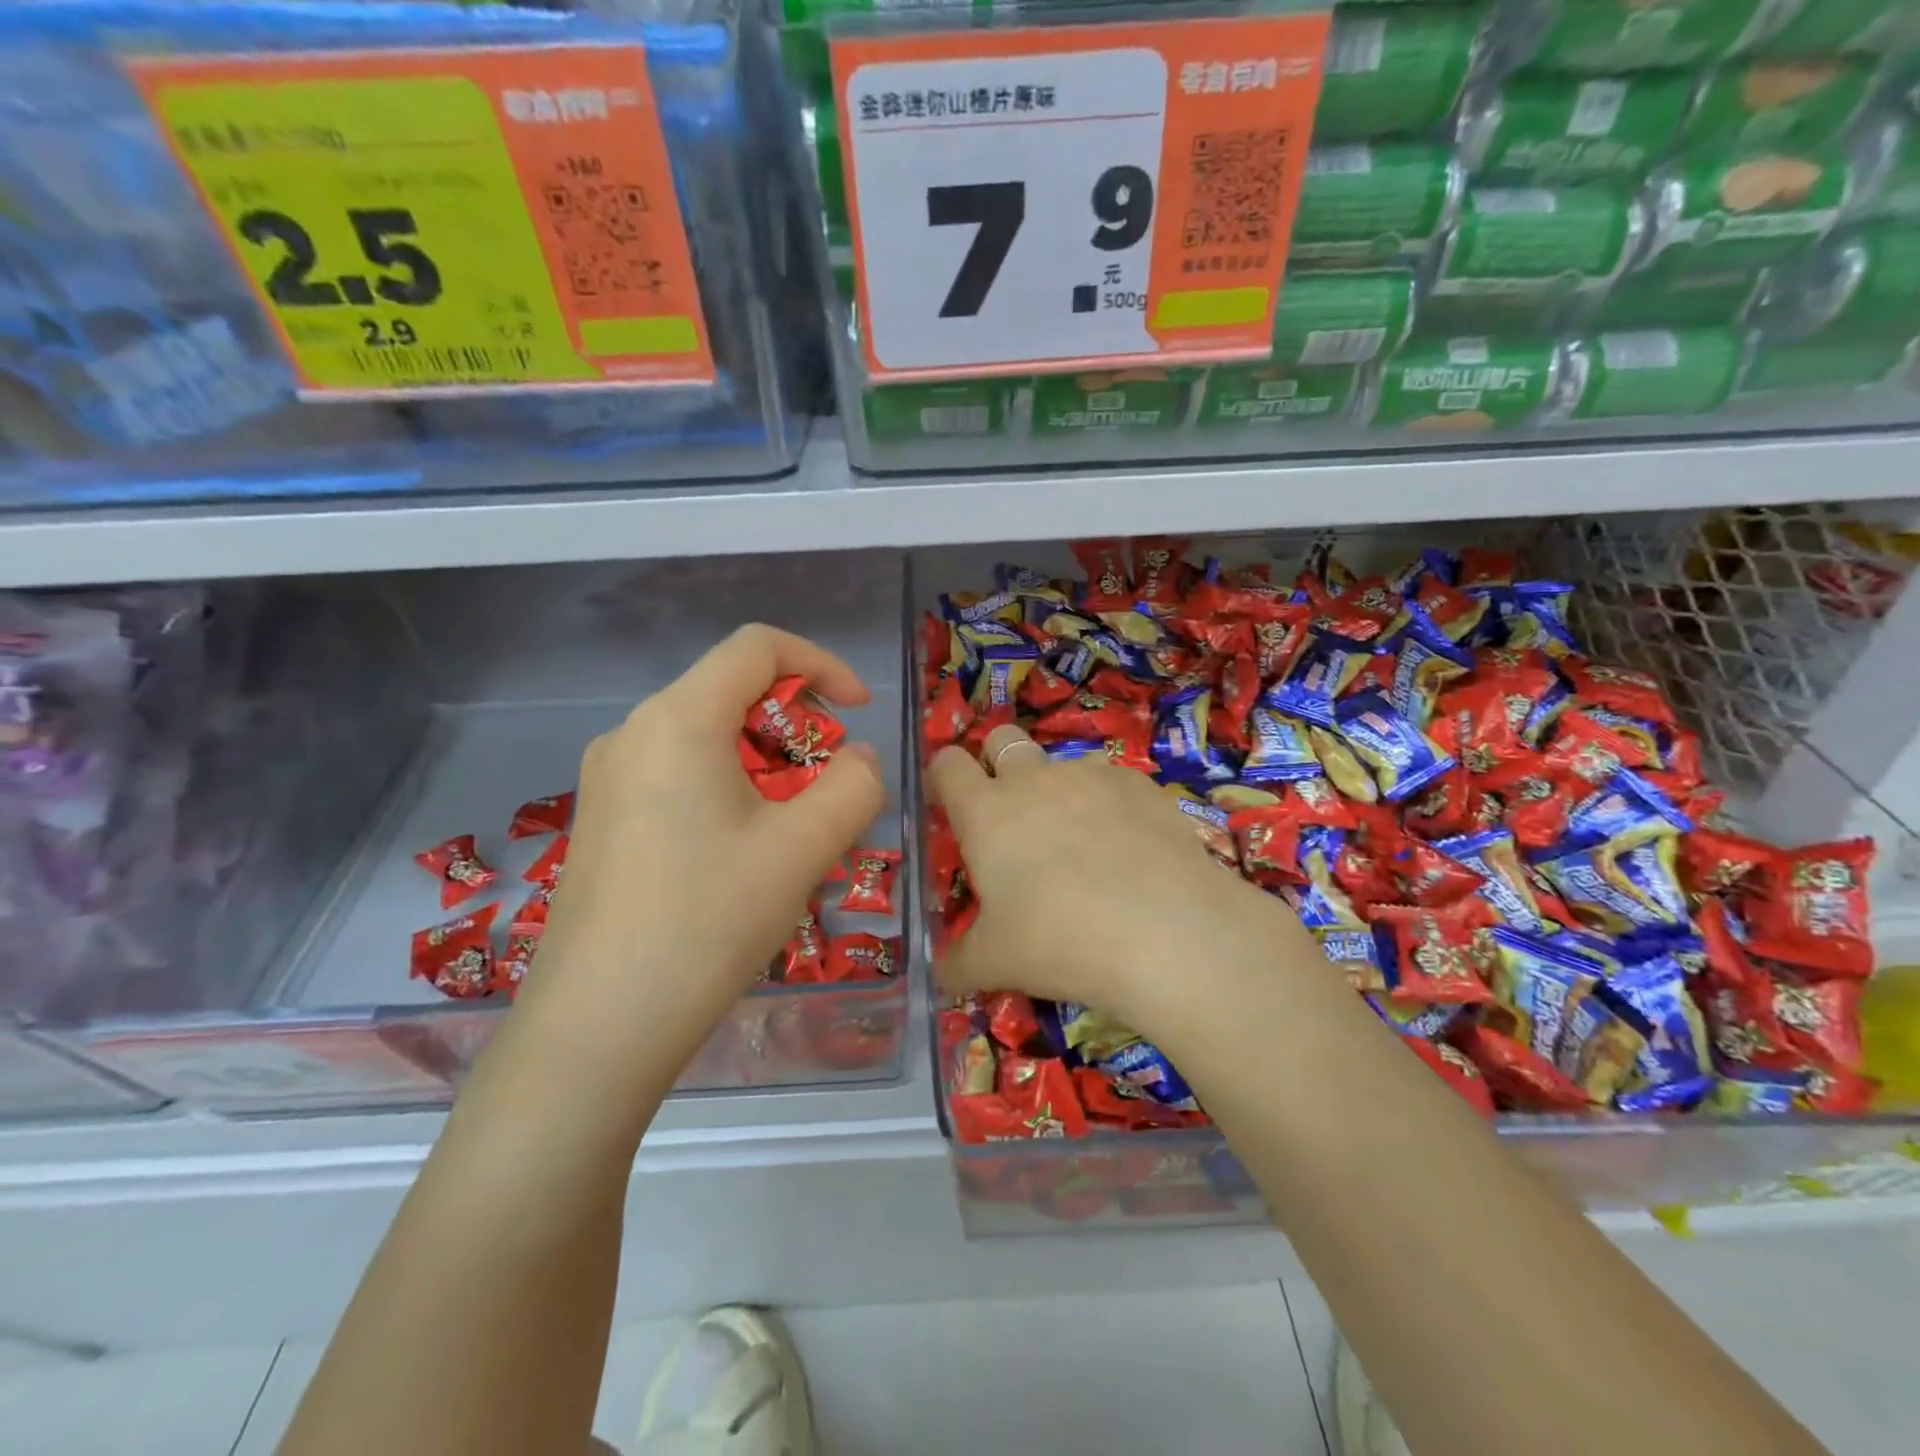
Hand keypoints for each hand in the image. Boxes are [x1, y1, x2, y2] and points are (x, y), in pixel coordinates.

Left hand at [520, 625, 885, 1056]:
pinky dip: (728, 789)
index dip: (821, 664)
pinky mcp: (601, 820)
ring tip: (793, 830)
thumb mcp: (804, 849)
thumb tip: (859, 760)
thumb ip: (855, 785)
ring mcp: (607, 778)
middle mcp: (632, 733)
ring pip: (706, 738)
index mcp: (678, 720)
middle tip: (829, 785)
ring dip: (766, 763)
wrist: (597, 1028)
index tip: (858, 711)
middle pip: (730, 692)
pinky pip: (678, 776)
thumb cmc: (707, 922)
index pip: (757, 647)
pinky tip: (742, 855)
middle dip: (796, 724)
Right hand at [927, 724, 1307, 1036]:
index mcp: (986, 812)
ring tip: (1078, 843)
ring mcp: (1091, 775)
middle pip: (1002, 739)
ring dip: (1057, 788)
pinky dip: (1107, 804)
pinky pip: (1111, 781)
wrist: (1168, 933)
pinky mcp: (1140, 784)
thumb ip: (956, 962)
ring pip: (1061, 761)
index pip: (947, 765)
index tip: (948, 806)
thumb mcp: (995, 963)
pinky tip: (1127, 849)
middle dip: (996, 761)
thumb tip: (940, 972)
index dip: (943, 778)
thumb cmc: (1061, 942)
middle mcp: (1034, 779)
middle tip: (1009, 815)